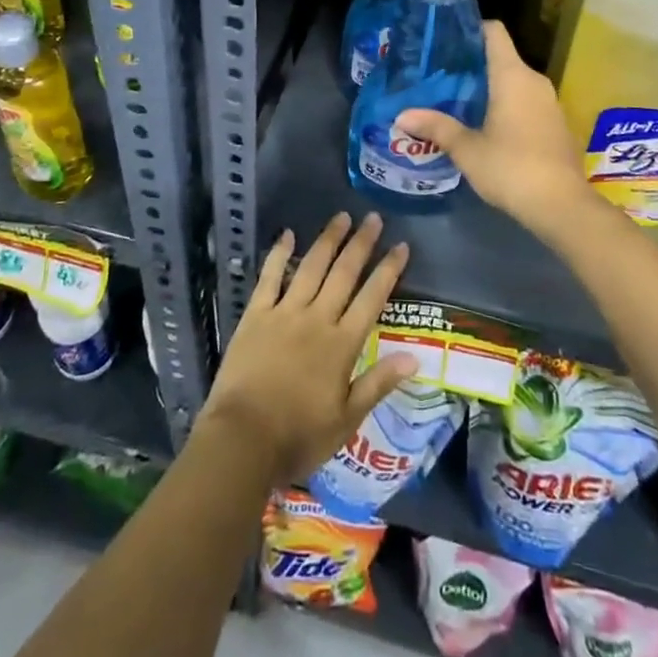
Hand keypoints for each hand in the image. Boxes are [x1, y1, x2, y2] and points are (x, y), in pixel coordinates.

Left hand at [197, 212, 417, 485]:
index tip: (401, 245)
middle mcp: (317, 318)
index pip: (372, 298)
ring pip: (311, 267)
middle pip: (344, 273)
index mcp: (342, 344)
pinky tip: (287, 234)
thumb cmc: (299, 436)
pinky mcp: (256, 314)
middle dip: (361, 244)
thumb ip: (378, 383)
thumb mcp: (347, 419)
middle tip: (373, 217)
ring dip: (328, 240)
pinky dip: (279, 253)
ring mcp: (285, 312)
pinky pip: (270, 276)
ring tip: (341, 217)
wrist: (243, 439)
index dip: (389, 270)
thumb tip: (414, 357)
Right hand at [394, 21, 597, 236]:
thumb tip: (401, 116)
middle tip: (439, 74)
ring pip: (514, 81)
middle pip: (501, 57)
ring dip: (488, 87)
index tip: (445, 39)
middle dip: (471, 64)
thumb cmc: (511, 168)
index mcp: (513, 75)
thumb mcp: (467, 149)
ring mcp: (549, 102)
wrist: (562, 206)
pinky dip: (505, 104)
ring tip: (455, 98)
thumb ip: (436, 127)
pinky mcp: (555, 124)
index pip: (493, 32)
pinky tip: (483, 124)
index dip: (470, 28)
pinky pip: (525, 101)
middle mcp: (534, 80)